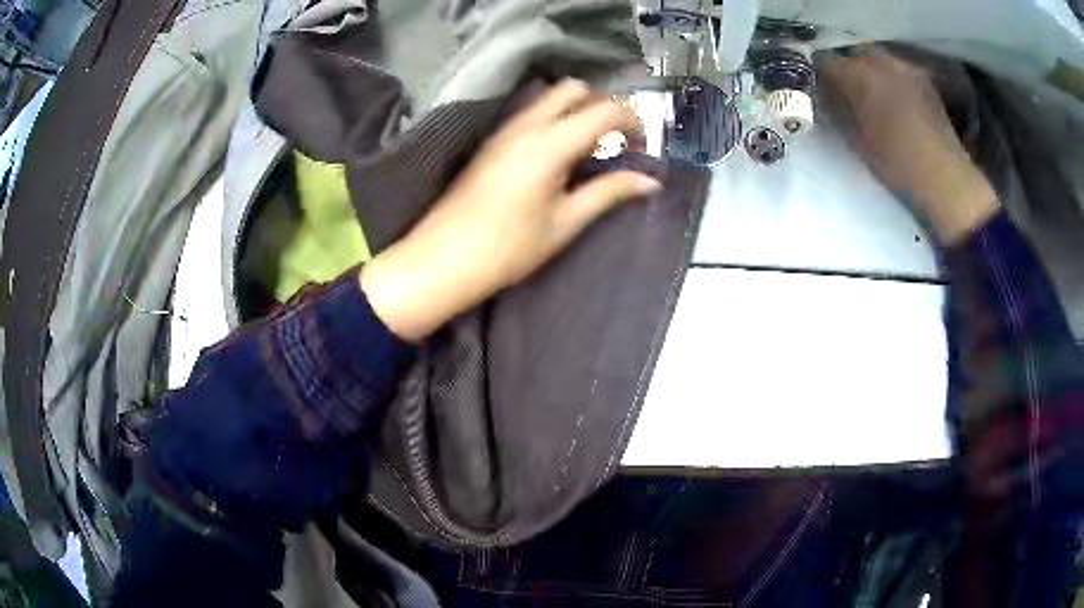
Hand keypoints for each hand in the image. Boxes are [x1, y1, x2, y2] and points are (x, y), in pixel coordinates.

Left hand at [359, 79, 661, 340]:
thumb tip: (649, 181)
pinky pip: (530, 114)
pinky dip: (553, 120)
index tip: (643, 146)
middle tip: (615, 142)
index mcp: (551, 142)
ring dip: (576, 111)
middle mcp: (527, 124)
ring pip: (548, 98)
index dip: (633, 121)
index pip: (605, 109)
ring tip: (588, 151)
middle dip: (602, 105)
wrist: (444, 258)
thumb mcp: (565, 222)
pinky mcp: (492, 141)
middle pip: (573, 89)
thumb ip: (609, 192)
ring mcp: (505, 130)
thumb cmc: (509, 247)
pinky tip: (557, 156)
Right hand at [820, 47, 999, 244]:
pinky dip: (891, 80)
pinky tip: (896, 101)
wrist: (945, 179)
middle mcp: (881, 62)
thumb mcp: (857, 141)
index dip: (819, 76)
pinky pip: (898, 70)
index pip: (825, 62)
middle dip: (847, 69)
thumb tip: (827, 97)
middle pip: (853, 54)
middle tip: (846, 92)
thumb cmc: (897, 165)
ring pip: (878, 59)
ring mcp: (906, 68)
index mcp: (859, 75)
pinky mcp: (924, 80)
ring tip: (873, 95)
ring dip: (870, 72)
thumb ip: (838, 112)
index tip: (818, 91)